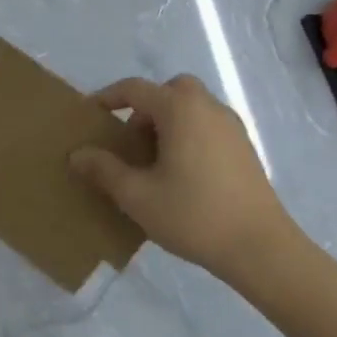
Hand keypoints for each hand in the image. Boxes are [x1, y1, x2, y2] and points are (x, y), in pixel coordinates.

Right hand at [70, 75, 300, 277]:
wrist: (259, 247)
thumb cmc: (192, 215)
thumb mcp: (136, 196)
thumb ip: (104, 170)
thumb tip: (77, 154)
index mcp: (180, 110)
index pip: (135, 89)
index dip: (108, 97)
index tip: (90, 114)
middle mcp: (208, 108)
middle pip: (170, 90)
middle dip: (146, 107)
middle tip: (131, 140)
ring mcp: (232, 127)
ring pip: (192, 107)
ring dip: (168, 122)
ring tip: (153, 161)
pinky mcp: (244, 148)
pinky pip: (208, 126)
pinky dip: (188, 134)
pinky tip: (181, 174)